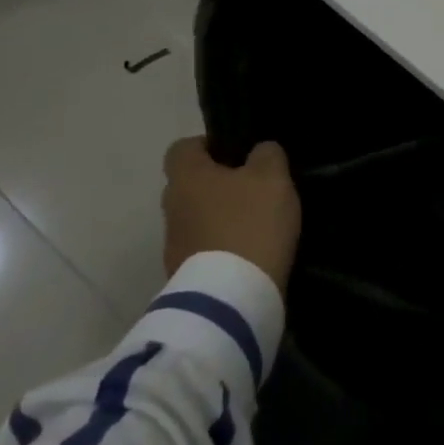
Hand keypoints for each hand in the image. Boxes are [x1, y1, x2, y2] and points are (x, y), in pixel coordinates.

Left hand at [162, 137, 301, 295]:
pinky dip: (222, 248)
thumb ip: (267, 154)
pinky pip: (203, 250)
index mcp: (186, 177)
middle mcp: (171, 208)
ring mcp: (174, 246)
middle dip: (217, 184)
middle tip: (253, 188)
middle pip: (190, 185)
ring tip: (256, 223)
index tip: (237, 153)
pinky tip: (250, 252)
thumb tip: (259, 152)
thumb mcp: (272, 177)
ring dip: (219, 218)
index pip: (182, 148)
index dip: (208, 145)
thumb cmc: (249, 223)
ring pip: (197, 219)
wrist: (232, 299)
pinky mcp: (184, 278)